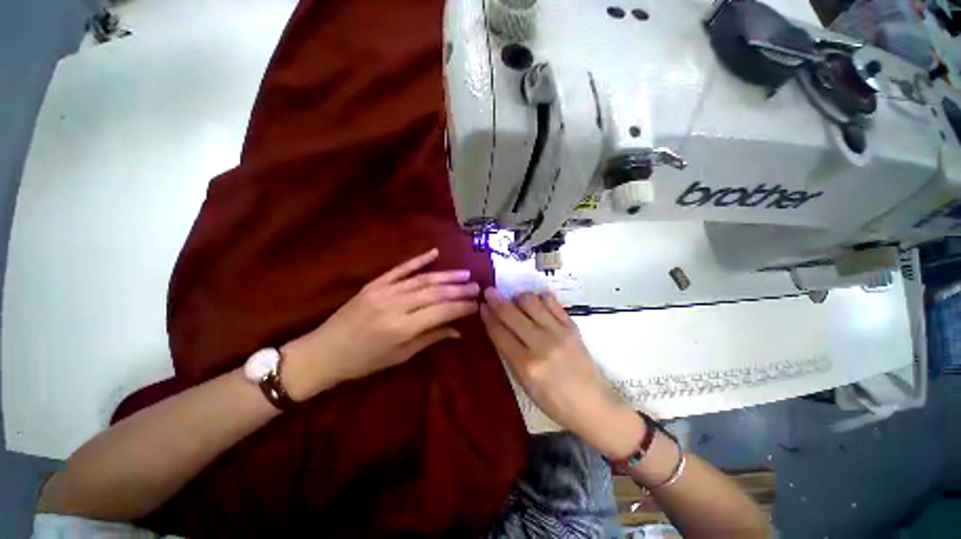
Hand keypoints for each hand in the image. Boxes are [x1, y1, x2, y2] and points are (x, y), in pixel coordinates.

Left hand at [280, 248, 479, 400]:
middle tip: (477, 286)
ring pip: (422, 279)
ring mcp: (384, 291)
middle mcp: (396, 305)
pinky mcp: (375, 283)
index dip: (461, 307)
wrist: (324, 352)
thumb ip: (430, 338)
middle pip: (435, 293)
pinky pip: (400, 269)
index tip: (477, 304)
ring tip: (465, 274)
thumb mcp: (400, 356)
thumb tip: (457, 330)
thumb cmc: (364, 361)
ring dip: (446, 275)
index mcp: (402, 328)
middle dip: (459, 289)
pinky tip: (434, 252)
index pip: (441, 311)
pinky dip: (418, 260)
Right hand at [480, 288, 643, 458]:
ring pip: (530, 301)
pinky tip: (535, 301)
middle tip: (489, 291)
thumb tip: (497, 328)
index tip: (481, 305)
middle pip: (511, 313)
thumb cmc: (554, 402)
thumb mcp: (524, 385)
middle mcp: (541, 344)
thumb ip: (509, 355)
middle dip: (495, 299)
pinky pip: (552, 302)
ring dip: (517, 297)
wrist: (594, 404)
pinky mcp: (572, 326)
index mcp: (526, 365)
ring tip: (514, 300)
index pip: (499, 332)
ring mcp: (559, 332)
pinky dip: (540, 297)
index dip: (487, 316)